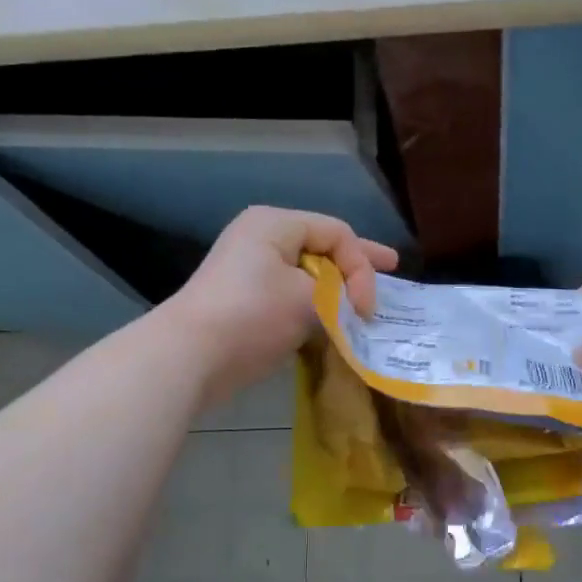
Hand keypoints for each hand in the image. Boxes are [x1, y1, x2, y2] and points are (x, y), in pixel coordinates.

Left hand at [162, 206, 398, 406]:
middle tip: (392, 267)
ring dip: (338, 289)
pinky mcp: (245, 301)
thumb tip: (347, 306)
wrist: (189, 357)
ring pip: (309, 273)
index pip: (337, 233)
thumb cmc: (251, 315)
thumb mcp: (307, 299)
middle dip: (358, 264)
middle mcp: (262, 239)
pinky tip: (336, 319)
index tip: (367, 308)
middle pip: (323, 247)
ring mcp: (250, 271)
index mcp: (275, 224)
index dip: (362, 266)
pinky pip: (292, 294)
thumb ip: (339, 294)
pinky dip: (316, 305)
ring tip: (366, 300)